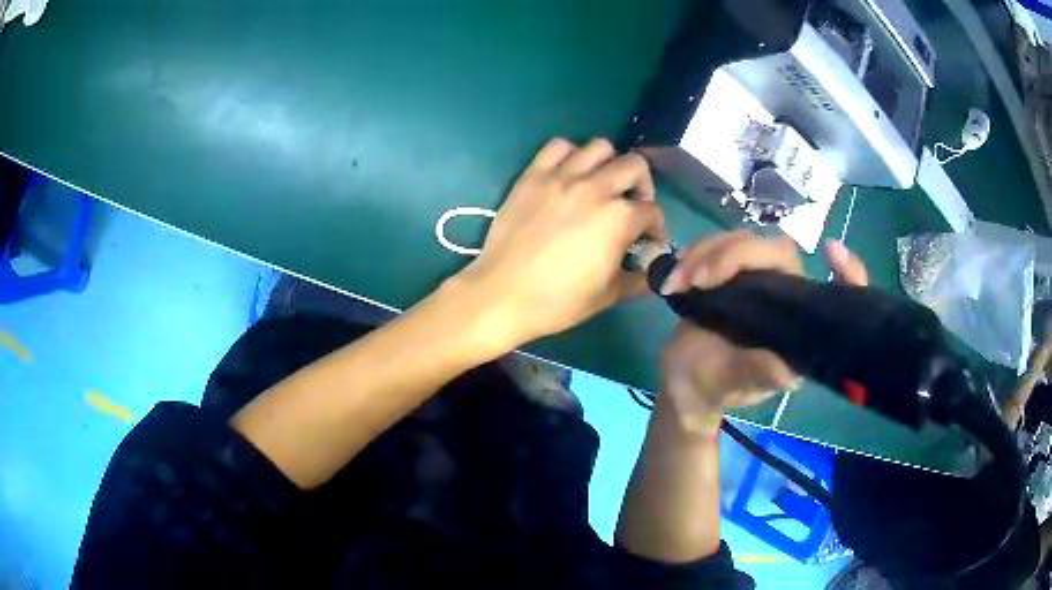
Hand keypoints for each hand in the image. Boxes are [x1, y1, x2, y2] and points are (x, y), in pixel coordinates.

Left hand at [457, 138, 665, 346]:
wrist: (503, 295)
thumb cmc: (558, 301)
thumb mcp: (608, 296)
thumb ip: (637, 280)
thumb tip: (654, 275)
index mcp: (619, 218)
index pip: (652, 211)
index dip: (657, 228)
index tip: (648, 241)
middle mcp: (596, 188)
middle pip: (635, 166)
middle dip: (642, 187)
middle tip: (632, 206)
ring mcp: (563, 177)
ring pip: (600, 147)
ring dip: (609, 163)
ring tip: (601, 185)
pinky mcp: (534, 175)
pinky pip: (558, 146)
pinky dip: (570, 155)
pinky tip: (569, 174)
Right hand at [657, 233, 868, 432]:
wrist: (682, 382)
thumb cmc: (710, 388)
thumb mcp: (731, 385)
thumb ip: (757, 376)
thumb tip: (790, 374)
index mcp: (795, 326)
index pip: (830, 293)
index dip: (847, 273)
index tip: (832, 250)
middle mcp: (783, 297)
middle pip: (776, 251)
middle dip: (734, 255)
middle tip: (697, 278)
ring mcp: (756, 281)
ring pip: (743, 241)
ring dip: (706, 253)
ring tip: (677, 281)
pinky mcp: (730, 273)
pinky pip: (719, 246)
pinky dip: (695, 253)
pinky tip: (675, 272)